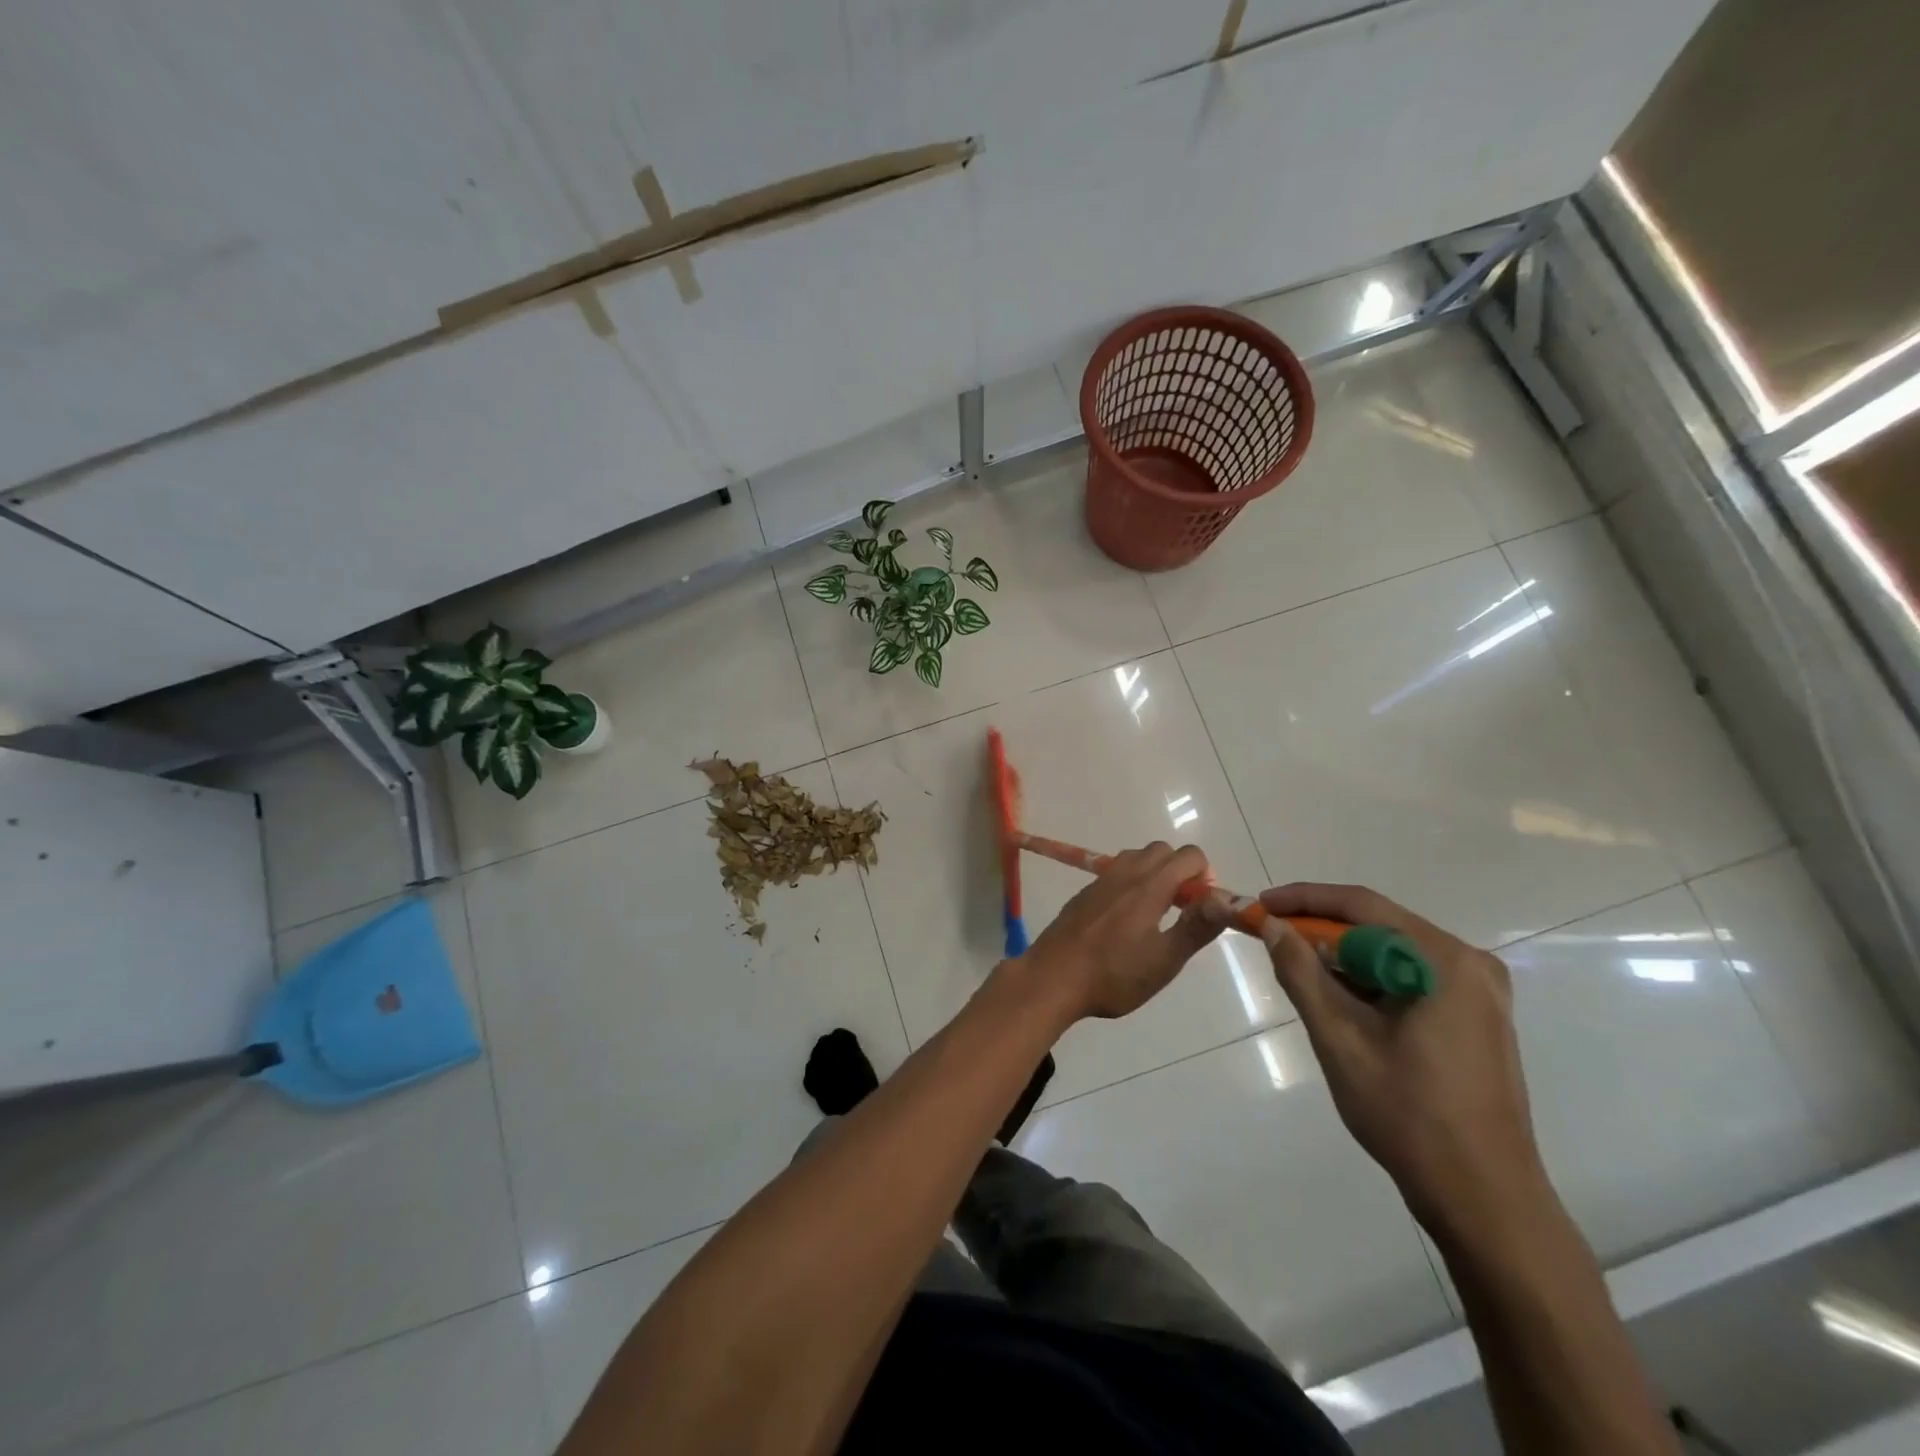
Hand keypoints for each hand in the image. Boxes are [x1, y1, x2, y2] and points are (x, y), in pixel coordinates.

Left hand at [1019, 842, 1222, 1021]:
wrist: (1053, 978)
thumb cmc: (1114, 974)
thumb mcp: (1164, 960)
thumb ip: (1196, 927)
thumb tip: (1224, 899)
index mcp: (1149, 886)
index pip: (1189, 855)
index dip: (1204, 876)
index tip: (1199, 908)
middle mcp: (1125, 873)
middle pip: (1162, 851)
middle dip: (1179, 871)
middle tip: (1180, 911)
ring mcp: (1100, 881)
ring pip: (1136, 858)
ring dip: (1153, 874)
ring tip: (1154, 915)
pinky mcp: (1084, 893)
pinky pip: (1115, 873)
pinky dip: (1130, 884)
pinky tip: (1123, 922)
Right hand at [1258, 883, 1550, 1246]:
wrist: (1484, 1199)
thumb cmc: (1408, 1115)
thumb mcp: (1339, 1039)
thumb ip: (1301, 973)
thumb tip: (1274, 927)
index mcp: (1444, 961)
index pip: (1362, 905)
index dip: (1304, 900)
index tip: (1261, 905)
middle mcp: (1470, 964)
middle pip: (1380, 926)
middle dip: (1322, 930)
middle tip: (1273, 940)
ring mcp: (1480, 993)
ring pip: (1394, 953)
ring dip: (1344, 958)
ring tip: (1300, 974)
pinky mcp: (1477, 1018)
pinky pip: (1412, 978)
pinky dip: (1371, 981)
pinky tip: (1342, 1002)